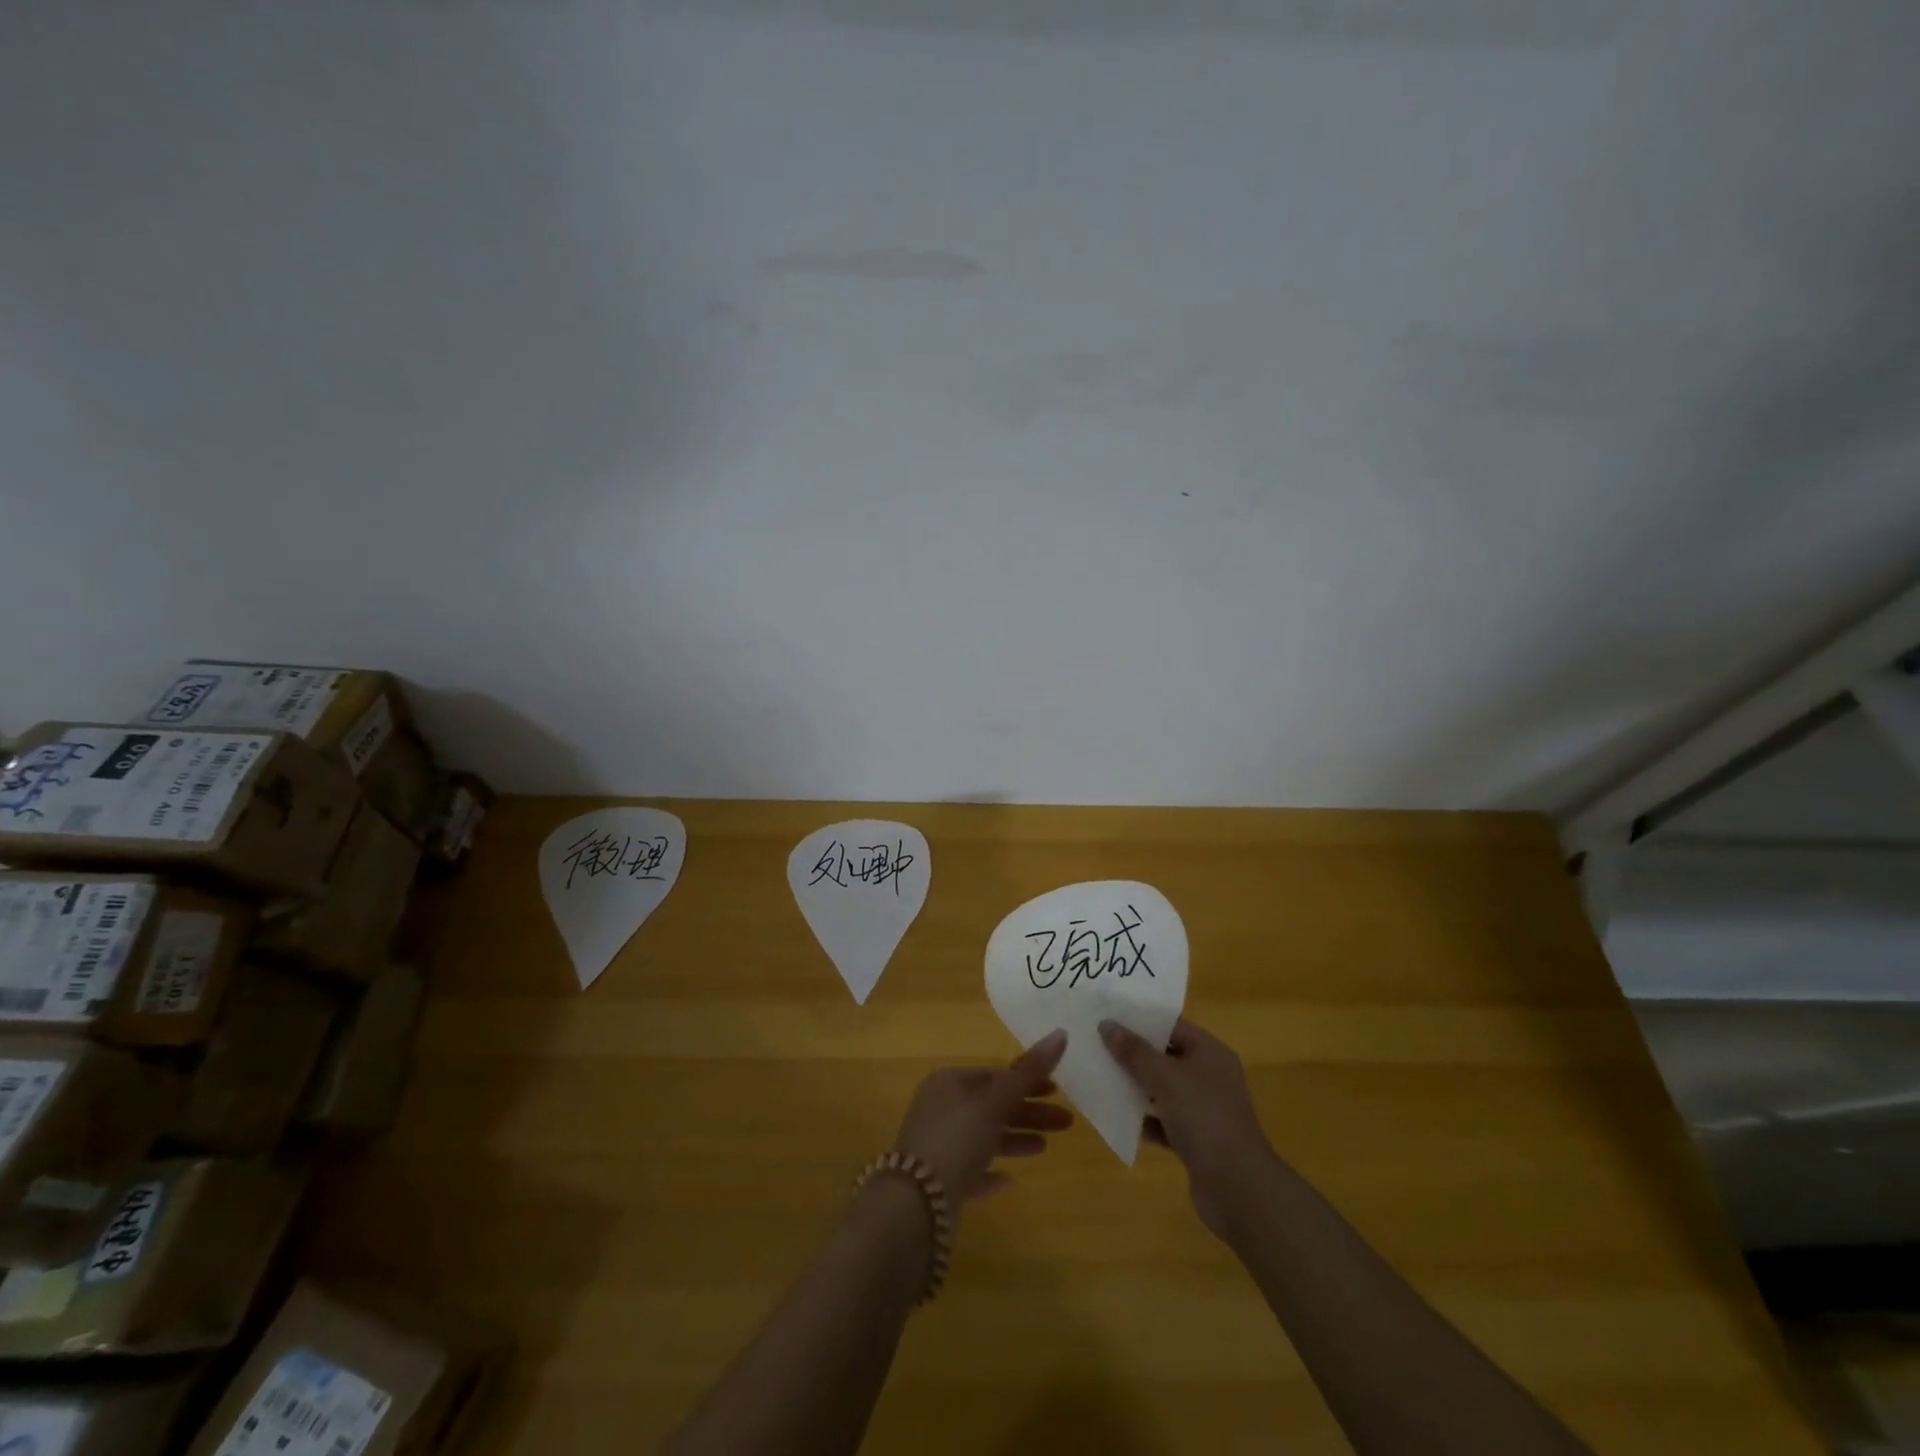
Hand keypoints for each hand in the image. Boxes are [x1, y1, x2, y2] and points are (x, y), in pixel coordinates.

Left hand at [892, 1029, 1072, 1206]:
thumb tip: (1061, 1033)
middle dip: (1029, 1112)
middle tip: (1066, 1122)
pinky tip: (1009, 1181)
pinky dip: (990, 1171)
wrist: (916, 1203)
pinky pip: (970, 1169)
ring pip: (984, 1136)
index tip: (1057, 1091)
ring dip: (1014, 1138)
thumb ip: (1028, 1071)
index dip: (1027, 1080)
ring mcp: (938, 1145)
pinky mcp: (939, 1181)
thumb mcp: (995, 1102)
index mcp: (949, 1083)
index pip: (994, 1074)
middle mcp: (941, 1109)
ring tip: (1045, 1148)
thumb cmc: (957, 1138)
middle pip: (992, 1105)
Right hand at [1100, 1017, 1272, 1239]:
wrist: (1238, 1187)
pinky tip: (1120, 1118)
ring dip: (1137, 1087)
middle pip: (1167, 1057)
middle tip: (1098, 1046)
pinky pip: (1165, 1121)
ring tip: (1102, 1078)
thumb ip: (1134, 1051)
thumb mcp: (1164, 1077)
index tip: (1108, 1017)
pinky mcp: (1198, 1141)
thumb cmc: (1203, 1117)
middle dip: (1134, 1054)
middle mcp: (1210, 1077)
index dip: (1141, 1020)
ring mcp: (1205, 1110)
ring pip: (1164, 1090)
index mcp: (1210, 1053)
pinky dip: (1146, 1120)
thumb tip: (1106, 1024)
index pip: (1172, 1026)